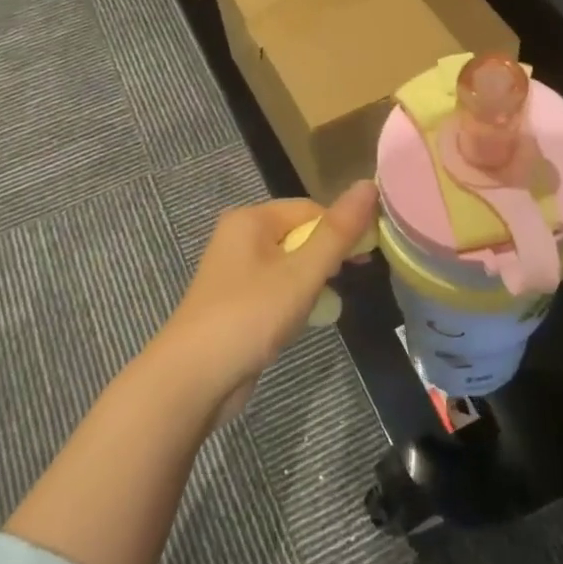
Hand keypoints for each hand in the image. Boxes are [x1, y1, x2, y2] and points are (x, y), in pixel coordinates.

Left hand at [148, 180, 378, 413]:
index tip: (366, 259)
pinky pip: (276, 287)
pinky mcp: (236, 301)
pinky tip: (305, 319)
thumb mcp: (301, 273)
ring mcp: (235, 271)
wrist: (193, 379)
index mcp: (250, 219)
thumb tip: (369, 184)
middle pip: (300, 234)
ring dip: (314, 280)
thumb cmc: (250, 316)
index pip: (310, 209)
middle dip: (328, 256)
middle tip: (352, 280)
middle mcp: (239, 237)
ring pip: (290, 264)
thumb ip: (337, 232)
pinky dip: (295, 299)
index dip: (342, 229)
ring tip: (326, 304)